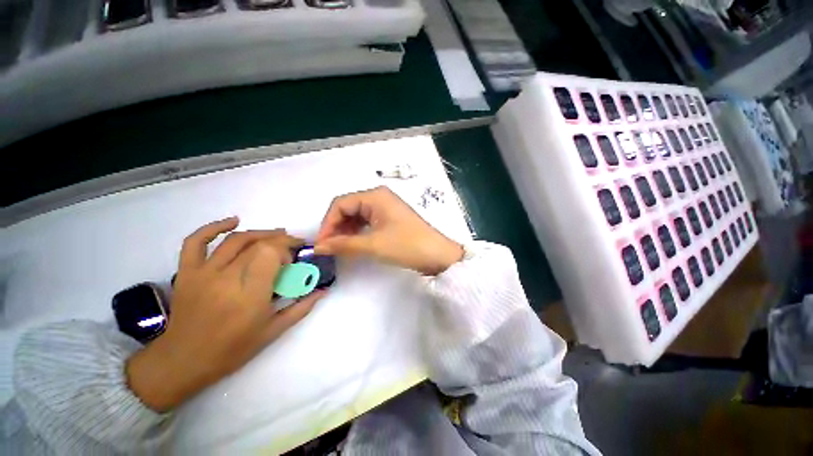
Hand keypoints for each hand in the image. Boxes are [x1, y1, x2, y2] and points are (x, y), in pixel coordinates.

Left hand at [126, 217, 323, 411]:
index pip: (270, 253)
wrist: (183, 361)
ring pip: (235, 240)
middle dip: (280, 241)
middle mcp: (226, 278)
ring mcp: (203, 273)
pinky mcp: (187, 272)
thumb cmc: (232, 350)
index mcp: (250, 294)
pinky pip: (196, 242)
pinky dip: (214, 227)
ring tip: (276, 235)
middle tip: (292, 245)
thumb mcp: (273, 331)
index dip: (286, 248)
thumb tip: (323, 290)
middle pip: (257, 244)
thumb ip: (301, 307)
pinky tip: (233, 222)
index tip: (294, 259)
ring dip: (260, 233)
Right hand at [315, 186, 462, 275]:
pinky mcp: (391, 219)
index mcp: (375, 196)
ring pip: (357, 216)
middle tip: (329, 247)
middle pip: (348, 208)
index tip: (322, 243)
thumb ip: (343, 244)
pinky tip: (354, 244)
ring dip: (346, 231)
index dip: (328, 223)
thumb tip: (319, 247)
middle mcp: (379, 198)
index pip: (341, 204)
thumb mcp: (373, 245)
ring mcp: (386, 208)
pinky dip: (358, 232)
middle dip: (336, 227)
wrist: (437, 255)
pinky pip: (368, 222)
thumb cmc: (406, 245)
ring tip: (339, 248)